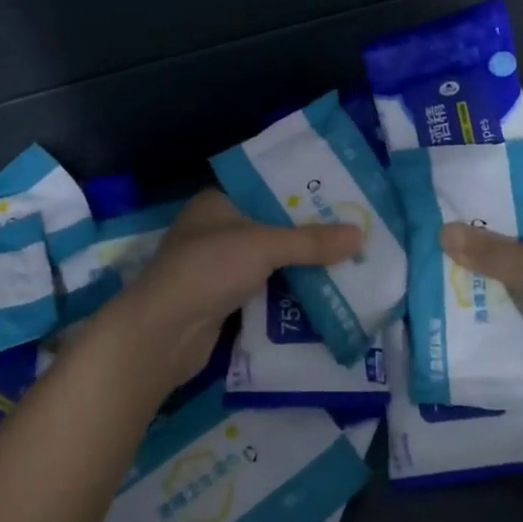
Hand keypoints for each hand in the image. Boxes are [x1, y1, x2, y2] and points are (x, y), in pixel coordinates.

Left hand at [98, 189, 362, 392]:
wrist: (162, 334)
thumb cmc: (208, 270)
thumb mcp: (264, 246)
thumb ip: (311, 241)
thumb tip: (360, 235)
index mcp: (218, 201)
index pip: (266, 186)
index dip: (302, 191)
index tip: (340, 195)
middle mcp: (217, 228)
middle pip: (272, 225)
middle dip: (308, 231)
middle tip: (352, 230)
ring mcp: (218, 266)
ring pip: (269, 259)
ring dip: (301, 264)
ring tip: (347, 259)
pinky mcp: (223, 299)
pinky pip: (264, 288)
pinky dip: (288, 290)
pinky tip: (322, 291)